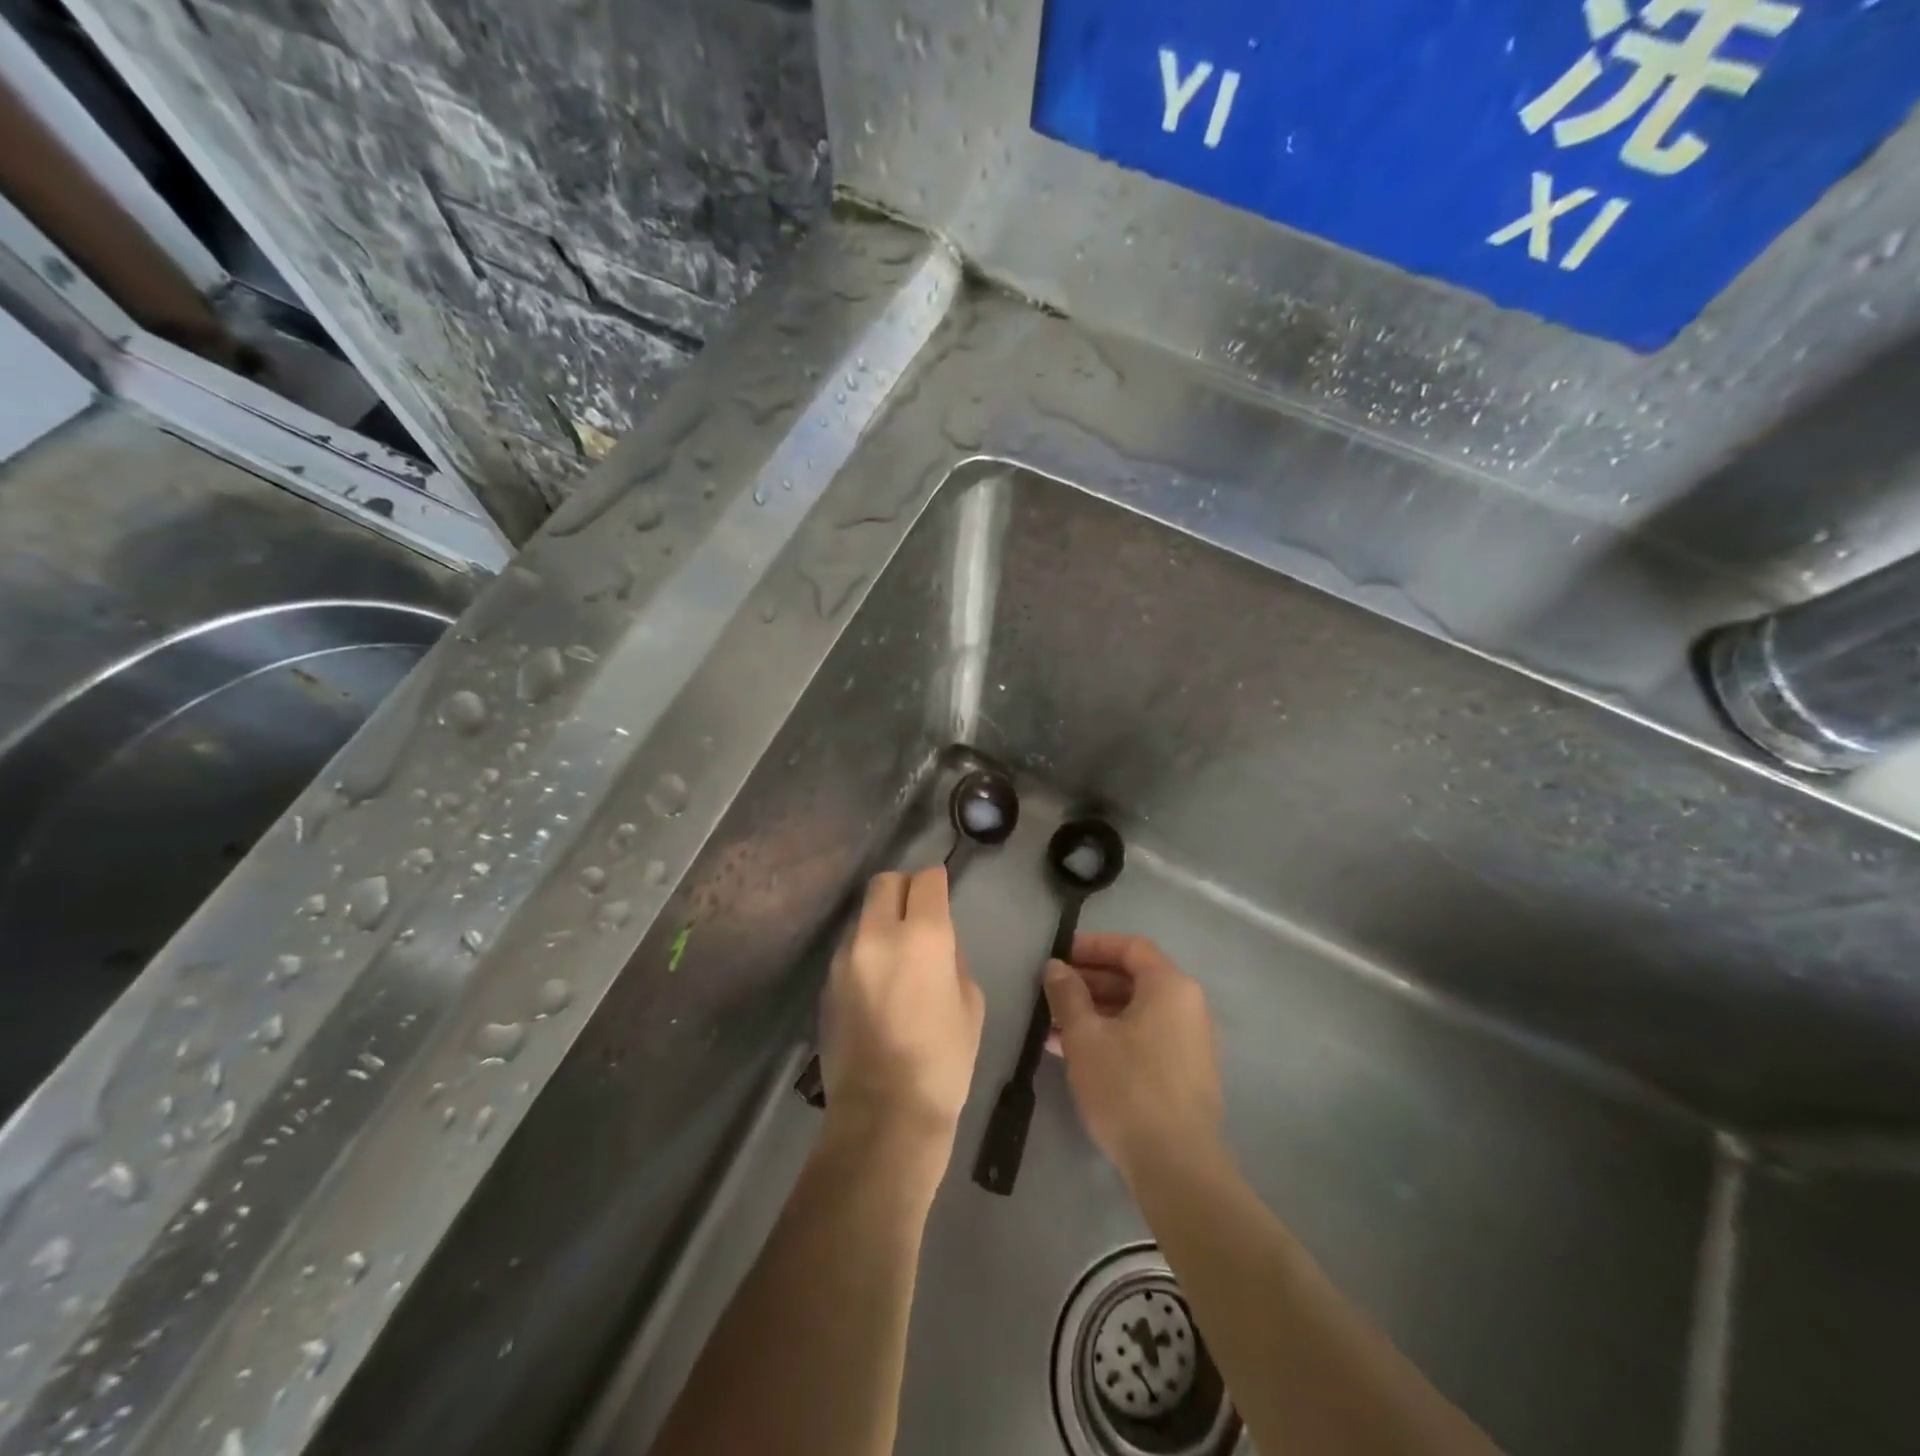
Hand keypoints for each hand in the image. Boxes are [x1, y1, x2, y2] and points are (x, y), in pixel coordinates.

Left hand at [820, 867, 983, 1147]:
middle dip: (904, 889)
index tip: (942, 892)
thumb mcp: (970, 1003)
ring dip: (881, 922)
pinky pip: (850, 949)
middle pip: (884, 882)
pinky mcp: (826, 982)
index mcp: (923, 936)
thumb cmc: (943, 1061)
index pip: (926, 880)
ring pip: (863, 915)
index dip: (937, 881)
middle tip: (918, 913)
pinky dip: (866, 952)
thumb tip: (936, 943)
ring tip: (896, 956)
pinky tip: (877, 985)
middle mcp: (877, 934)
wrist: (884, 1114)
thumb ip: (952, 958)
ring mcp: (845, 957)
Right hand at [1044, 933, 1223, 1179]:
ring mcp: (1190, 1042)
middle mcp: (1188, 1006)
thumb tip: (1055, 967)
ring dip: (1095, 1012)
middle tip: (1050, 991)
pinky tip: (1075, 1052)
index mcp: (1170, 986)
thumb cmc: (1128, 1087)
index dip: (1092, 946)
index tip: (1059, 955)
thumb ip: (1067, 994)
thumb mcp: (1085, 1036)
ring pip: (1136, 1011)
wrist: (1176, 1166)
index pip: (1130, 947)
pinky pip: (1145, 1037)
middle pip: (1134, 978)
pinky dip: (1112, 1035)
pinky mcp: (1185, 1073)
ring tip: (1052, 1025)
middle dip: (1089, 982)